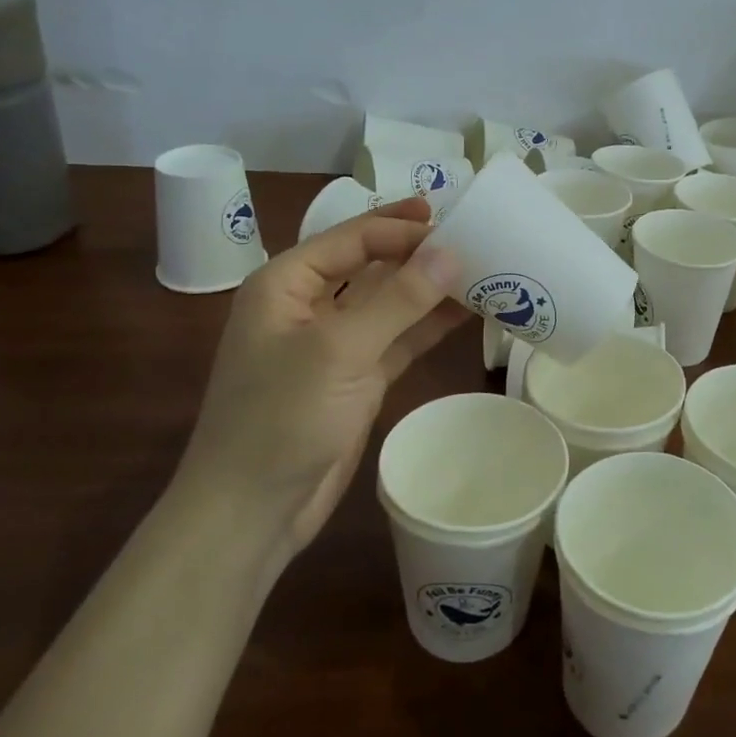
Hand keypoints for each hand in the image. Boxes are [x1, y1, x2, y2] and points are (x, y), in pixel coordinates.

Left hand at [173, 198, 468, 567]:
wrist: (252, 512)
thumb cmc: (281, 418)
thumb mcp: (340, 350)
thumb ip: (398, 299)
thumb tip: (451, 251)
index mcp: (286, 283)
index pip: (351, 238)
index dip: (401, 228)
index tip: (455, 224)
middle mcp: (309, 305)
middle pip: (371, 264)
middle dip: (418, 252)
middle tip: (475, 238)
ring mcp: (335, 344)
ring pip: (390, 302)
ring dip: (430, 289)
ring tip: (483, 270)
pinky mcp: (357, 377)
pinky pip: (399, 338)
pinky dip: (429, 326)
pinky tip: (468, 313)